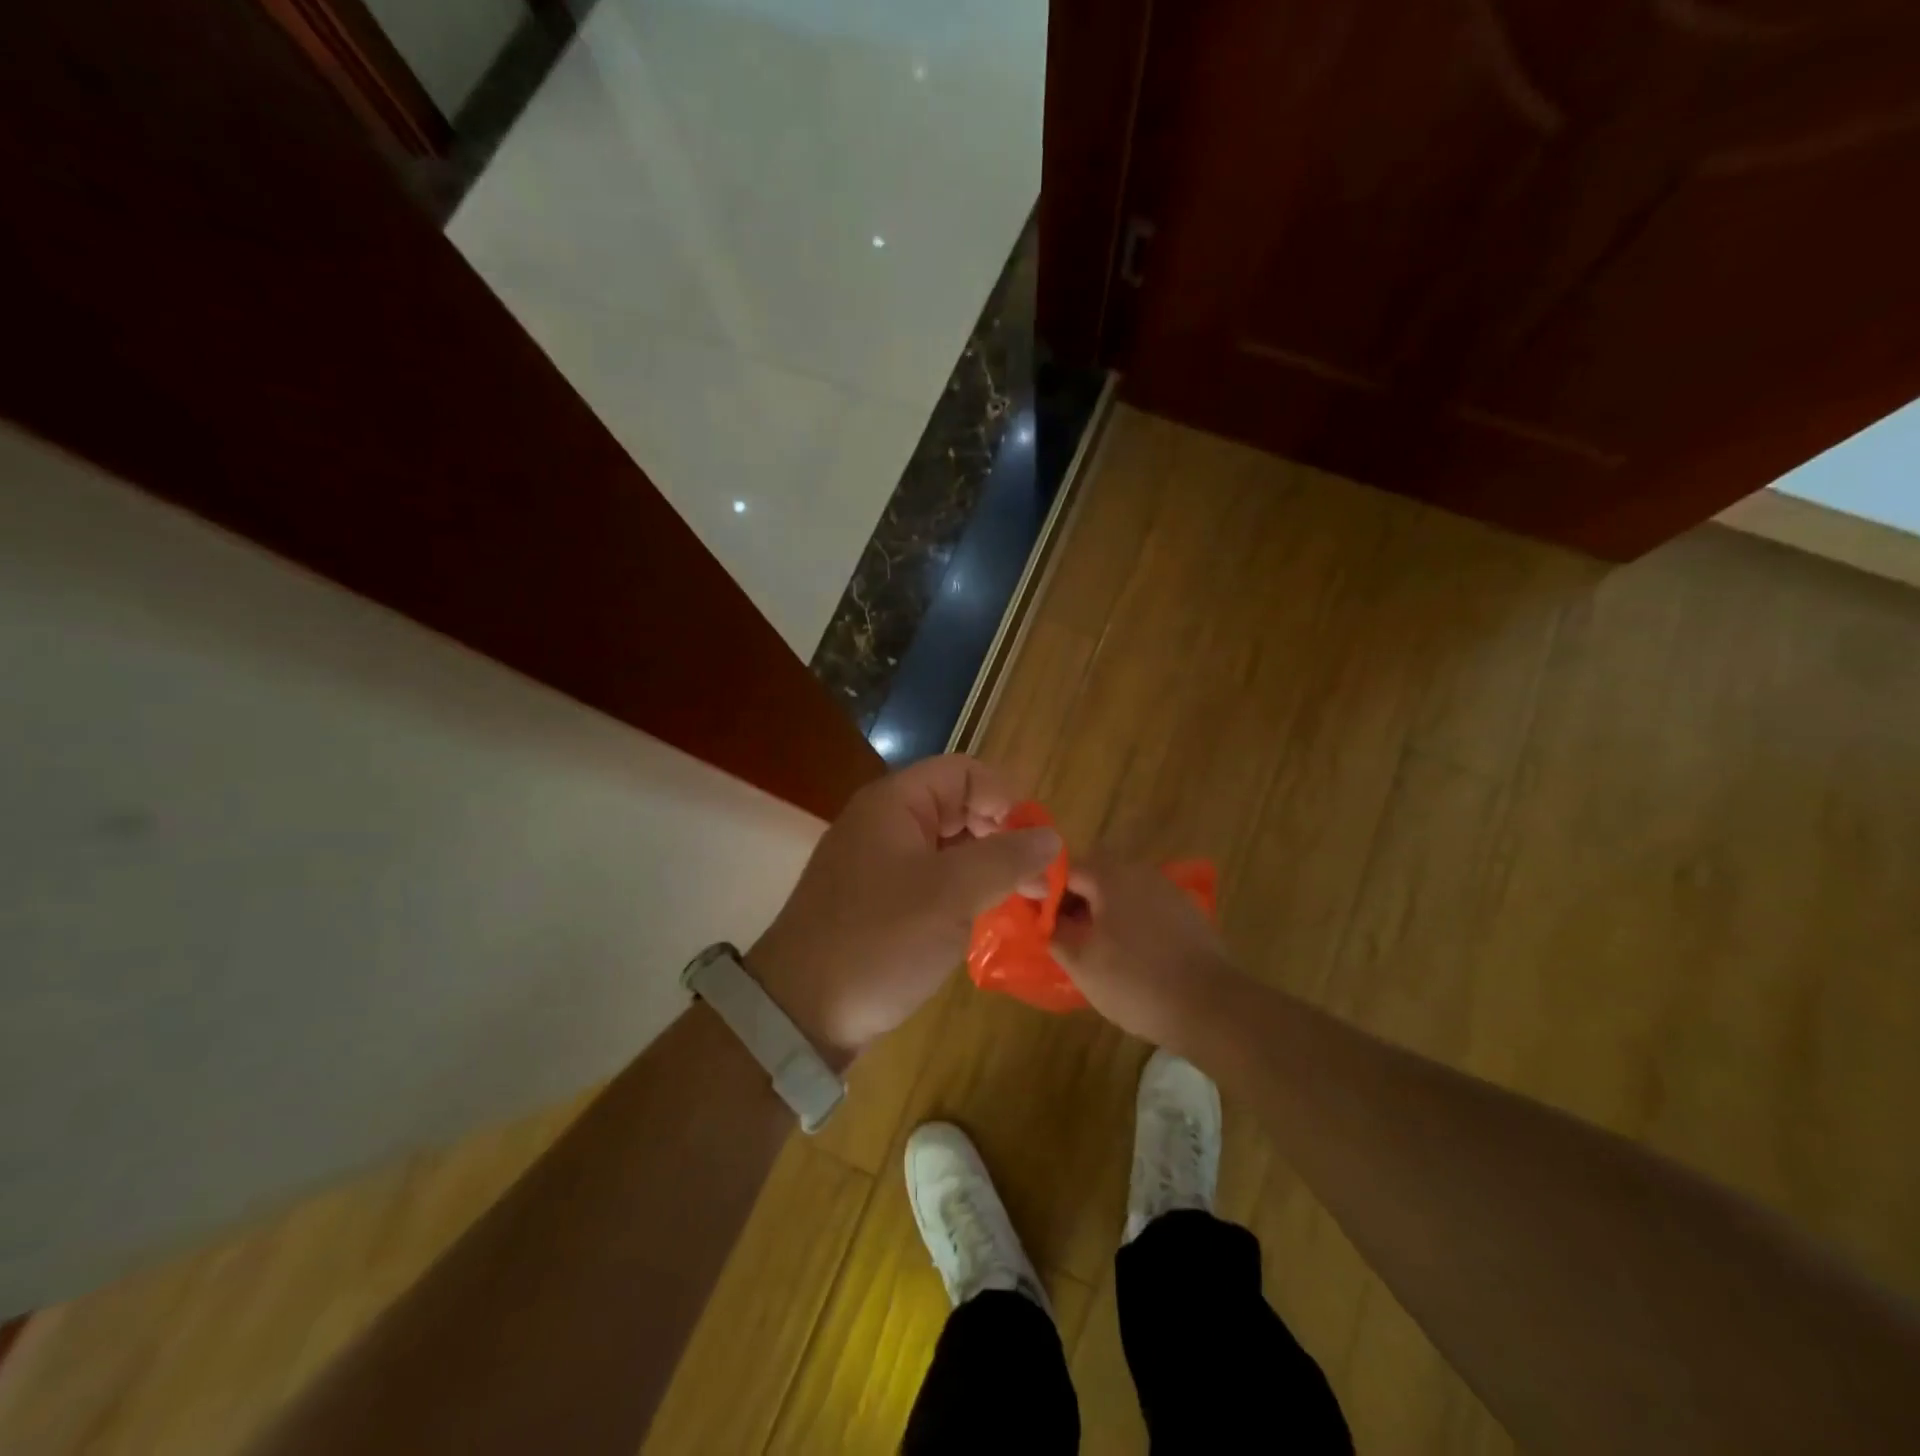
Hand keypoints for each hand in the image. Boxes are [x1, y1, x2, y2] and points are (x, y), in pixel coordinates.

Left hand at [746, 755, 1060, 1063]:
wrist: (799, 1011)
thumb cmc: (879, 939)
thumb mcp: (951, 894)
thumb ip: (1005, 859)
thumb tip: (1050, 836)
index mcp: (895, 803)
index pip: (964, 772)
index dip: (1005, 798)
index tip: (1033, 843)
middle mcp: (884, 823)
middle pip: (958, 806)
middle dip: (1002, 834)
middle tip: (1035, 878)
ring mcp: (878, 863)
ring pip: (947, 846)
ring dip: (987, 866)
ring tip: (1023, 900)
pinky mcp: (877, 900)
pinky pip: (931, 879)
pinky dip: (963, 890)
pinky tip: (986, 916)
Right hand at [1050, 854, 1240, 1050]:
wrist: (1211, 1007)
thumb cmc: (1135, 981)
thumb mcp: (1081, 962)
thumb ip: (1055, 931)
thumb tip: (1044, 915)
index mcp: (1111, 876)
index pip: (1066, 867)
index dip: (1046, 889)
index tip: (1038, 918)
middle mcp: (1141, 872)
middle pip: (1096, 873)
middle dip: (1075, 898)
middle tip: (1063, 932)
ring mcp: (1168, 891)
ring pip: (1122, 890)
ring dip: (1103, 909)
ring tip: (1093, 945)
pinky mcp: (1188, 913)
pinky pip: (1146, 906)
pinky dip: (1130, 921)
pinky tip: (1128, 953)